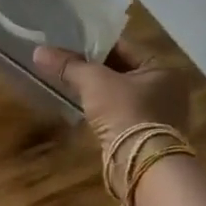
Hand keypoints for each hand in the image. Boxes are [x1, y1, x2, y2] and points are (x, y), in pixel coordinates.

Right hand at [32, 42, 191, 146]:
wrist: (141, 164)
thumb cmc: (125, 112)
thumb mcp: (94, 82)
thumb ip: (68, 65)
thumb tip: (38, 51)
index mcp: (162, 68)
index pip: (124, 47)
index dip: (94, 44)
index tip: (69, 42)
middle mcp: (166, 88)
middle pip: (122, 69)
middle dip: (94, 67)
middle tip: (64, 60)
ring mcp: (158, 114)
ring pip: (120, 92)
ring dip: (97, 89)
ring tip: (68, 80)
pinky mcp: (146, 134)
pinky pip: (120, 112)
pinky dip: (103, 108)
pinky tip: (83, 105)